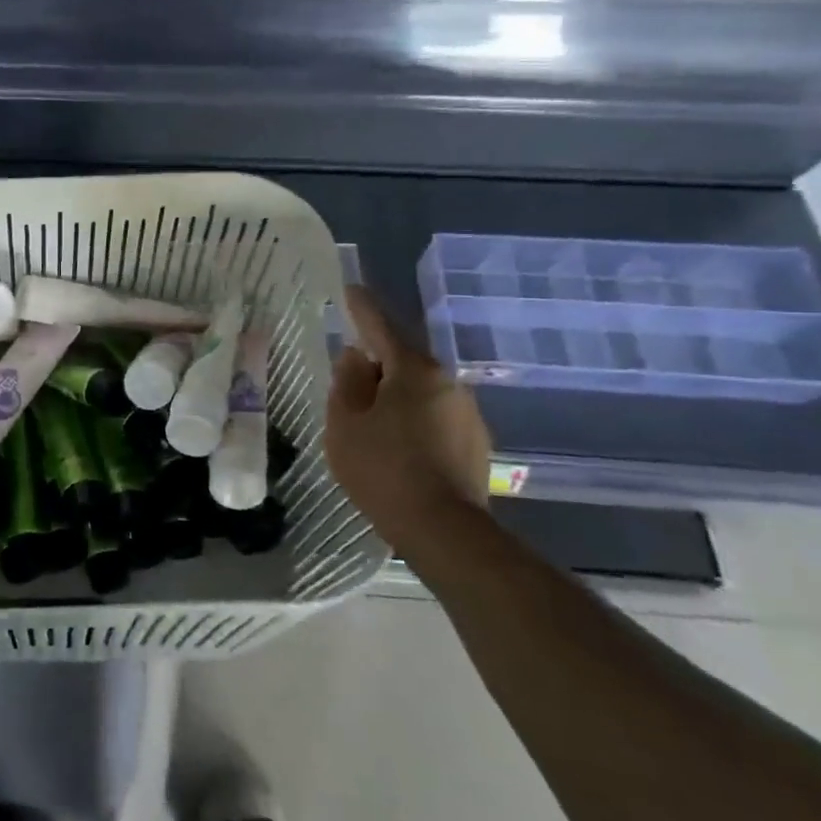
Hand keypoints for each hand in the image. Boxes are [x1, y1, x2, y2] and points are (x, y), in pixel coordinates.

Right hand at [326, 284, 491, 555]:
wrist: (444, 530)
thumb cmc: (383, 468)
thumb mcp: (345, 422)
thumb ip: (347, 382)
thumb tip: (356, 357)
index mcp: (414, 370)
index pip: (381, 328)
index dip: (362, 308)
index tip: (351, 290)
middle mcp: (448, 383)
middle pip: (403, 361)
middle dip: (377, 364)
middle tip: (349, 378)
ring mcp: (467, 414)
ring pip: (420, 391)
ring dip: (395, 396)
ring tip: (370, 421)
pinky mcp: (475, 444)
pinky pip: (435, 417)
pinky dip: (413, 420)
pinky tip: (398, 446)